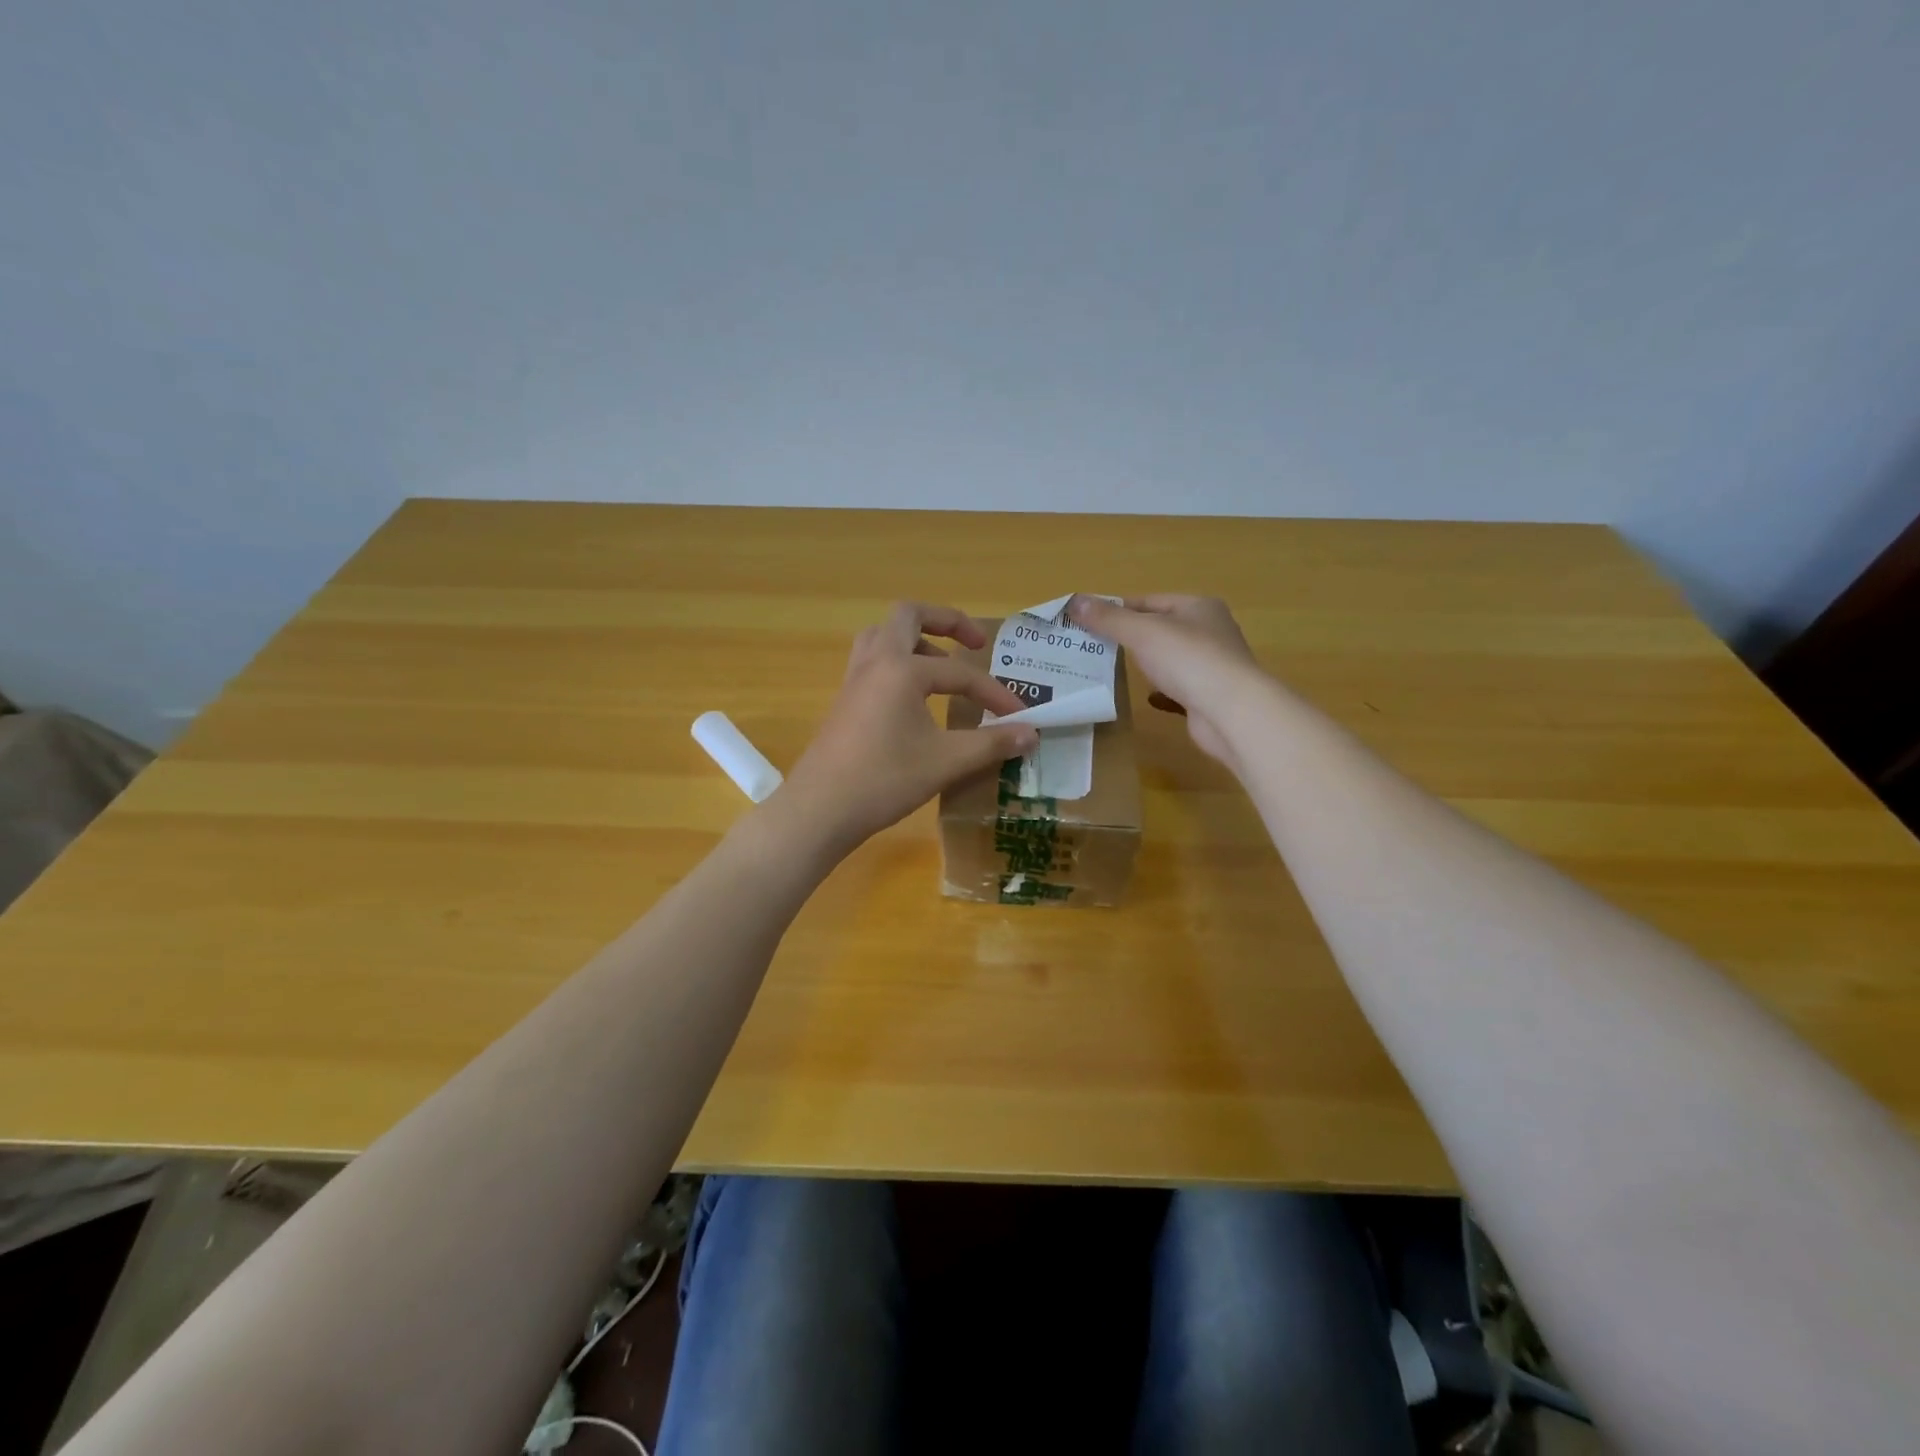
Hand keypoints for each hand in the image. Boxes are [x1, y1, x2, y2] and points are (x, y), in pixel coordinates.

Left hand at [772, 603, 1039, 854]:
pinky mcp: (844, 701)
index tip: (1019, 716)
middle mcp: (875, 662)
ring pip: (883, 636)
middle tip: (974, 644)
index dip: (994, 692)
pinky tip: (914, 699)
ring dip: (916, 640)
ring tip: (942, 666)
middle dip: (945, 621)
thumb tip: (1032, 733)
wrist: (820, 809)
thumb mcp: (946, 761)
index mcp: (901, 669)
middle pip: (908, 616)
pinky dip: (897, 663)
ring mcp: (854, 680)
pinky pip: (872, 662)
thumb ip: (991, 743)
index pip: (959, 673)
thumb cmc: (884, 780)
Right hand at [1067, 594, 1262, 767]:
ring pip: (1170, 660)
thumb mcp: (1142, 633)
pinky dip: (1161, 691)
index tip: (1090, 622)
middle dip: (1130, 638)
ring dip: (1146, 664)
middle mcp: (1210, 631)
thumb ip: (1108, 619)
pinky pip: (1179, 688)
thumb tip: (1074, 601)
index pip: (1150, 601)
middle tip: (1095, 647)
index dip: (1119, 609)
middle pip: (1161, 629)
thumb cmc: (1188, 660)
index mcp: (1199, 607)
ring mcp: (1212, 666)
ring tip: (1114, 670)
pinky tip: (1146, 697)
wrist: (1231, 712)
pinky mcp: (1210, 696)